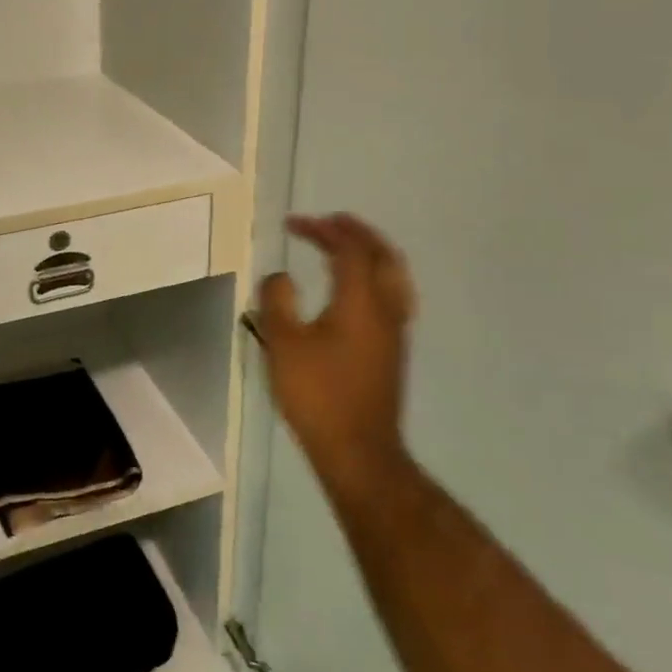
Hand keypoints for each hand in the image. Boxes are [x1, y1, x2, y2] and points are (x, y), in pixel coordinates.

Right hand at [256, 213, 417, 492]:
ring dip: (369, 253)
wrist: (358, 449)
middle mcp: (385, 309)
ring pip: (393, 276)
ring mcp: (394, 331)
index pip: (349, 249)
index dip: (323, 230)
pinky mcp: (392, 351)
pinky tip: (352, 289)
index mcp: (360, 301)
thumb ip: (277, 301)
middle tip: (331, 222)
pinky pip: (391, 295)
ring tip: (345, 247)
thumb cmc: (317, 394)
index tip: (293, 224)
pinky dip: (373, 276)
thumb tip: (280, 277)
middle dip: (357, 233)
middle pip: (382, 255)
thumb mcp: (282, 343)